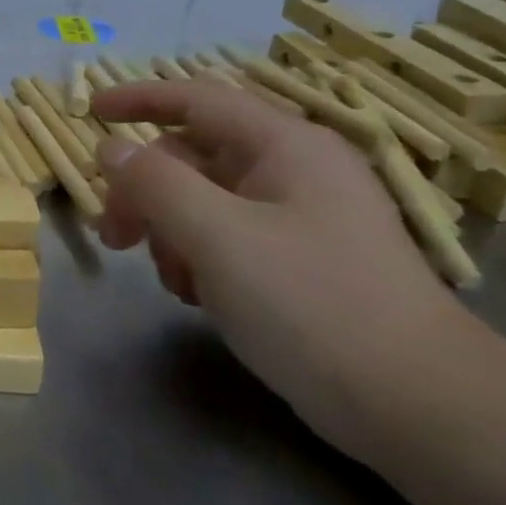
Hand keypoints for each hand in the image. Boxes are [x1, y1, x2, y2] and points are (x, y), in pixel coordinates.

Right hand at [90, 78, 476, 454]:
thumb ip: (154, 183)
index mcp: (286, 147)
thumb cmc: (312, 305)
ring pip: (203, 201)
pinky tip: (197, 296)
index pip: (198, 99)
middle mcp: (294, 171)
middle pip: (192, 158)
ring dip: (169, 232)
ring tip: (170, 281)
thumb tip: (111, 147)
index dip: (138, 99)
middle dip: (144, 192)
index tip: (88, 113)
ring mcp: (300, 218)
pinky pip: (226, 238)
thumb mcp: (217, 236)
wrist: (417, 405)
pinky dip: (197, 258)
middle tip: (112, 237)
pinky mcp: (300, 261)